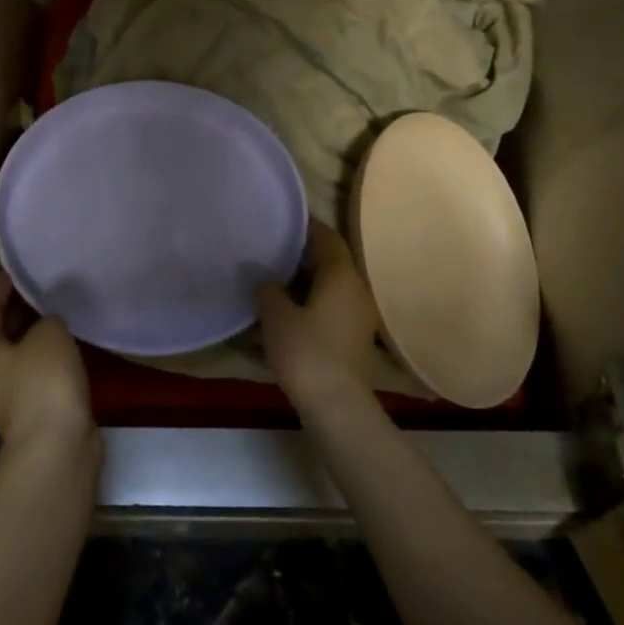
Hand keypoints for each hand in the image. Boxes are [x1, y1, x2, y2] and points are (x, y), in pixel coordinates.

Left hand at [0, 270, 94, 453]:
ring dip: (36, 334)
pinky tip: (70, 345)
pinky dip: (51, 356)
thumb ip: (47, 318)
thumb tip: (48, 323)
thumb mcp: (49, 334)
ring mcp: (11, 396)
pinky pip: (39, 372)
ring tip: (58, 310)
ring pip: (22, 354)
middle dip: (18, 309)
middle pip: (0, 332)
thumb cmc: (44, 382)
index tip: (13, 268)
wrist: (57, 447)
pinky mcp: (35, 411)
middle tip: (40, 285)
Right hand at [256, 221, 379, 410]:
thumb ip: (268, 289)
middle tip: (272, 247)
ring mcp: (359, 315)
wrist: (337, 405)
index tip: (284, 219)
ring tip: (275, 277)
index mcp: (341, 275)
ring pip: (331, 285)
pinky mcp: (354, 337)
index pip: (327, 238)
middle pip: (331, 261)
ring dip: (306, 279)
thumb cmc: (306, 352)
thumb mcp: (276, 316)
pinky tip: (288, 309)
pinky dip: (312, 300)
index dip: (307, 226)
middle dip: (303, 253)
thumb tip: (264, 277)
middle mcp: (356, 289)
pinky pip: (332, 306)